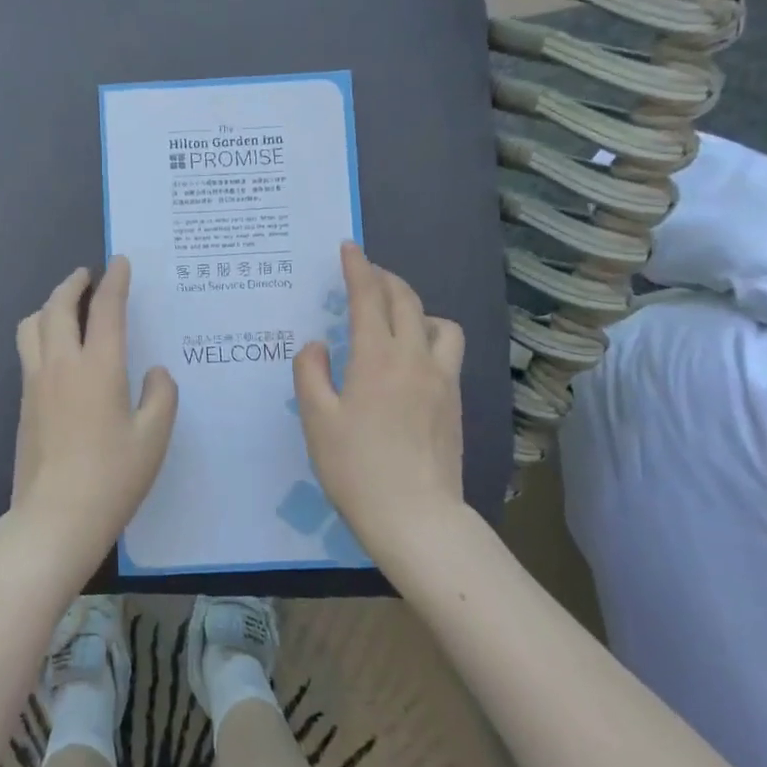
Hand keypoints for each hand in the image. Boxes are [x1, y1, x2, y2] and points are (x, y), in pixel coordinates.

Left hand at [10, 256, 178, 582]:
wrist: (54, 519)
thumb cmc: (112, 478)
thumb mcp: (154, 438)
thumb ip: (161, 396)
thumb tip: (154, 372)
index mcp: (98, 367)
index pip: (106, 309)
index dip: (115, 280)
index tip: (120, 262)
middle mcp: (61, 364)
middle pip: (58, 306)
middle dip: (73, 284)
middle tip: (88, 277)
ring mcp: (35, 383)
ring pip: (33, 325)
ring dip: (50, 306)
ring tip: (68, 308)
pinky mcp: (23, 403)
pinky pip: (28, 350)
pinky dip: (42, 332)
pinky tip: (58, 349)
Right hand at [293, 243, 465, 560]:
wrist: (416, 519)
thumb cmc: (357, 469)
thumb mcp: (317, 420)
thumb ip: (310, 374)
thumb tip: (317, 346)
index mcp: (378, 357)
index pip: (369, 296)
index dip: (358, 267)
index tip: (349, 247)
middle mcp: (416, 358)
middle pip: (407, 301)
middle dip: (385, 279)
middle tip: (365, 274)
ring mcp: (443, 380)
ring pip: (440, 323)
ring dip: (417, 308)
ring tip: (396, 319)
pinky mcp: (456, 403)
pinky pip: (448, 352)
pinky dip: (431, 337)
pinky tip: (412, 360)